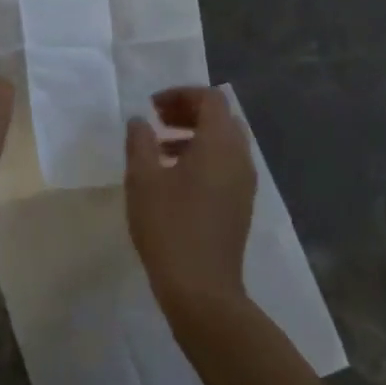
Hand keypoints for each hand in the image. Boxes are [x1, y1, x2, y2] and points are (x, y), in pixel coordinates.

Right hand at [125, 87, 255, 323]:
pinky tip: (174, 178)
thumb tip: (141, 121)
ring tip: (159, 149)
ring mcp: (244, 183)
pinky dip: (203, 157)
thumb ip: (140, 142)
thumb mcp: (143, 180)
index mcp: (220, 143)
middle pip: (221, 117)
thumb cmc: (169, 227)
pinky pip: (226, 165)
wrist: (202, 289)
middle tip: (157, 120)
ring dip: (194, 135)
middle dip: (189, 112)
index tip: (153, 106)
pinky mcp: (241, 204)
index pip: (210, 99)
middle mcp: (240, 157)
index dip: (181, 95)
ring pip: (224, 143)